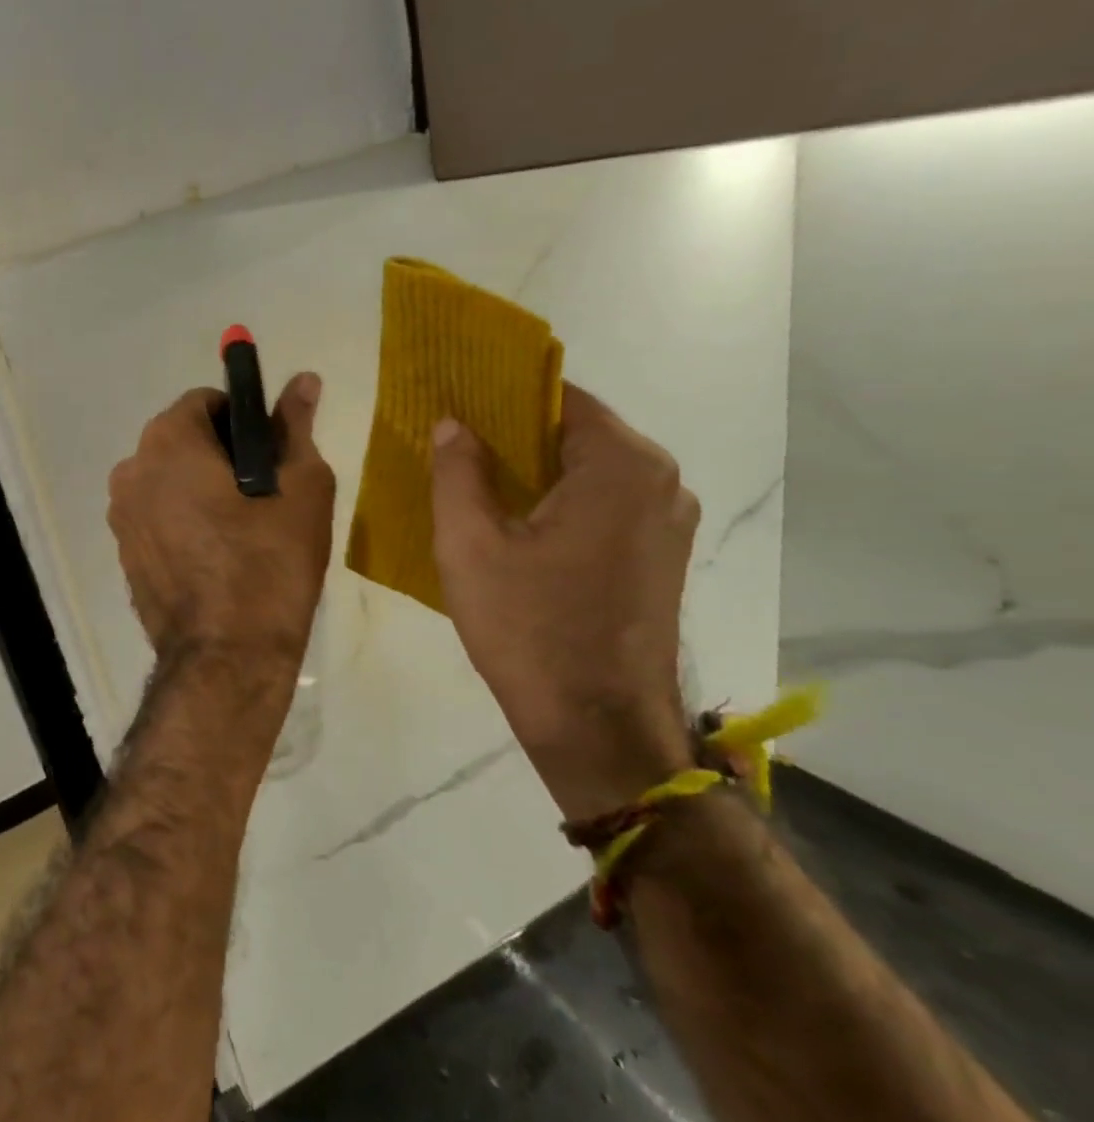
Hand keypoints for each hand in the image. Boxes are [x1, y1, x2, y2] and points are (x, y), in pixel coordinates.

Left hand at [108, 374, 334, 669]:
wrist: (227, 657)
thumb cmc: (269, 563)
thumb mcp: (301, 487)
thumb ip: (295, 426)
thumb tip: (303, 379)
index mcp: (167, 442)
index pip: (206, 402)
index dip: (243, 421)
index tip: (270, 456)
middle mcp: (130, 470)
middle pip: (182, 441)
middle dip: (221, 456)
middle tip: (264, 496)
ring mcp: (120, 516)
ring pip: (169, 481)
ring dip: (201, 490)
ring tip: (243, 531)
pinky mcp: (124, 554)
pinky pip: (158, 518)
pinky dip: (184, 522)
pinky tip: (216, 557)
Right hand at [430, 383, 698, 821]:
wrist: (597, 726)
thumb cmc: (528, 628)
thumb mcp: (469, 545)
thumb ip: (457, 472)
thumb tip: (453, 423)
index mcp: (620, 465)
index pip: (558, 397)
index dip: (502, 395)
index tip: (455, 401)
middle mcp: (659, 481)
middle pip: (577, 433)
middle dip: (514, 434)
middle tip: (453, 444)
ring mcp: (667, 522)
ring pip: (590, 471)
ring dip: (536, 471)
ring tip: (475, 484)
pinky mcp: (660, 556)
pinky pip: (604, 505)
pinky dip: (560, 501)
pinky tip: (516, 525)